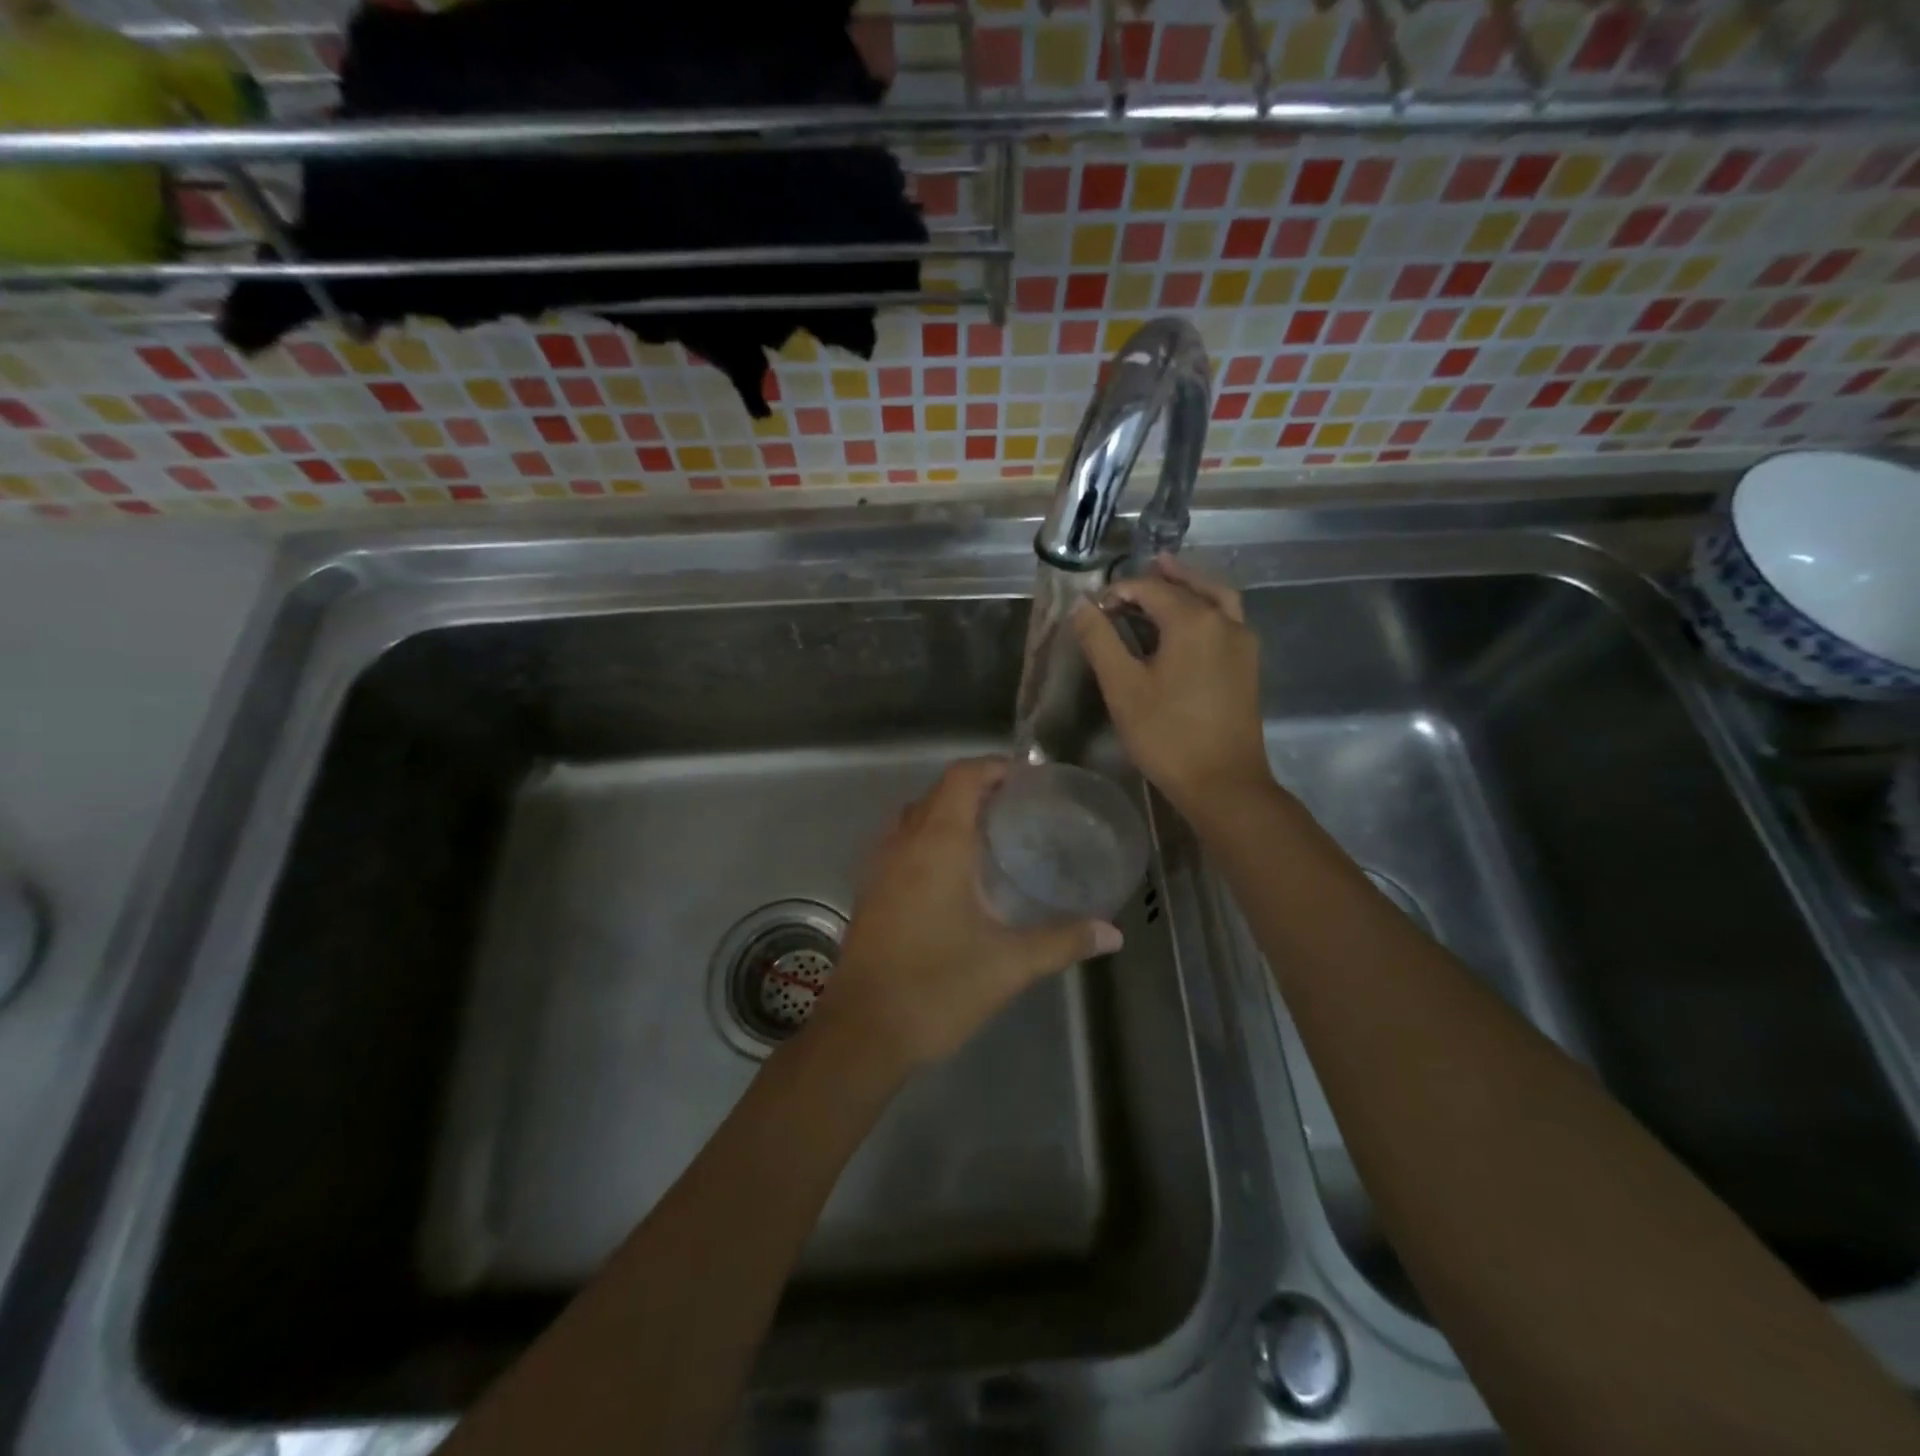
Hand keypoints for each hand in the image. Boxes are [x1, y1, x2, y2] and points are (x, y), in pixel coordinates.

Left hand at [818, 757, 1122, 1069]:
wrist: (863, 1031)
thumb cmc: (937, 987)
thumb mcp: (1009, 964)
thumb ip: (1062, 941)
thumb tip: (1111, 933)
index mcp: (937, 844)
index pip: (961, 778)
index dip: (992, 767)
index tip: (1026, 779)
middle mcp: (903, 843)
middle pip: (938, 793)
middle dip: (976, 789)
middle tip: (1017, 808)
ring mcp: (879, 866)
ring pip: (914, 816)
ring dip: (947, 812)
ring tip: (988, 835)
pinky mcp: (868, 891)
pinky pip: (899, 843)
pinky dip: (926, 838)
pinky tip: (952, 875)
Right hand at [1071, 554, 1272, 818]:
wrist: (1223, 783)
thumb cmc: (1167, 735)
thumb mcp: (1123, 687)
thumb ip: (1101, 641)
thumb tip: (1082, 606)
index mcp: (1193, 620)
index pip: (1150, 588)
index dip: (1119, 592)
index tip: (1094, 611)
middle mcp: (1224, 620)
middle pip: (1189, 584)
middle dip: (1157, 580)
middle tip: (1127, 584)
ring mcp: (1243, 642)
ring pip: (1216, 597)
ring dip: (1188, 585)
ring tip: (1165, 580)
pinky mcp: (1248, 664)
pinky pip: (1226, 618)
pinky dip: (1206, 606)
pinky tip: (1187, 625)